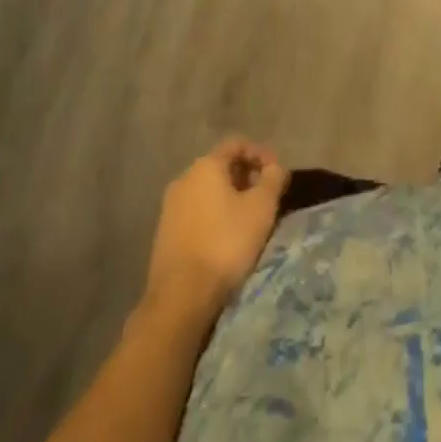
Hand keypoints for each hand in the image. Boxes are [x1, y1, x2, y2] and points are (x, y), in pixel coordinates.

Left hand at [144, 138, 287, 320]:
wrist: (180, 297)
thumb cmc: (225, 243)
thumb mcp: (261, 208)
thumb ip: (273, 179)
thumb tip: (276, 167)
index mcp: (206, 165)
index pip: (236, 144)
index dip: (260, 153)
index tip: (276, 173)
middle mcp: (184, 178)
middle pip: (221, 166)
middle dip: (246, 177)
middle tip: (265, 197)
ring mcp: (170, 207)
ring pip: (207, 191)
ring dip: (230, 198)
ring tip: (248, 220)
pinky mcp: (164, 233)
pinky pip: (195, 212)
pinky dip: (214, 215)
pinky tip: (225, 238)